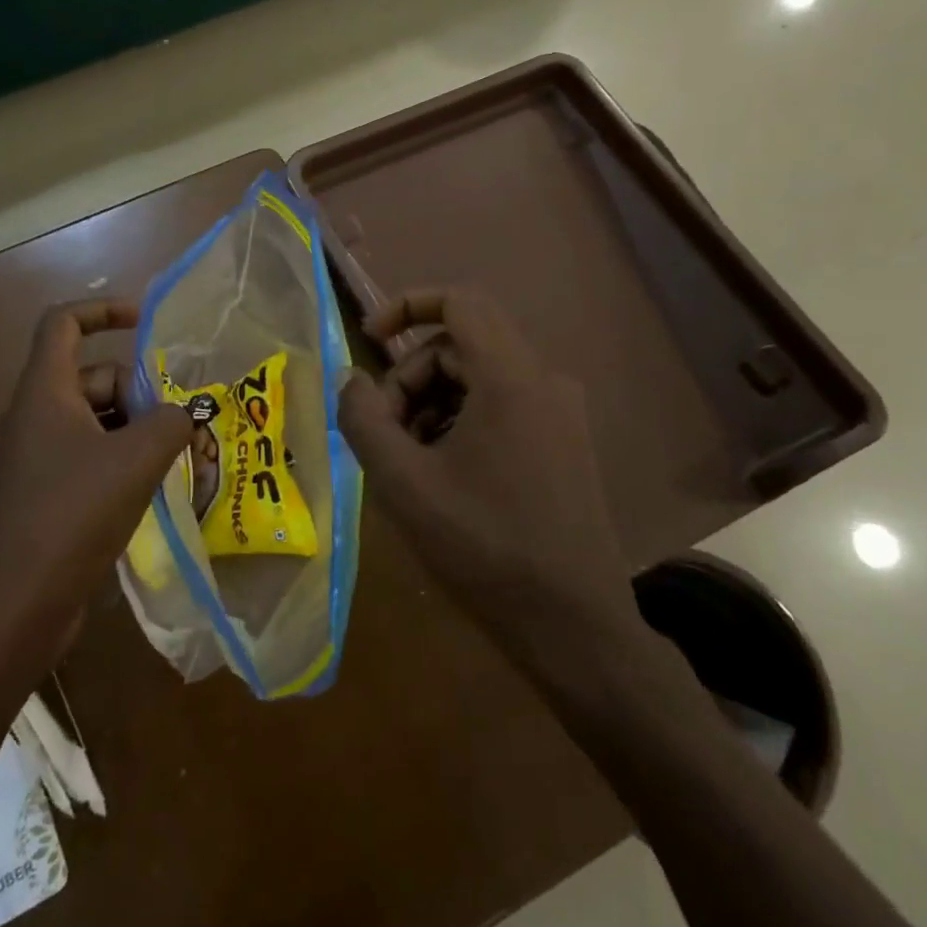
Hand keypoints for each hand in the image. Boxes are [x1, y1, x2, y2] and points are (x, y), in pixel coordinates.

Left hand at [0, 300, 191, 678]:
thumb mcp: (135, 461)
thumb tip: (184, 416)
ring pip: (96, 421)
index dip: (105, 310)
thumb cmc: (72, 516)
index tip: (147, 321)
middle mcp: (36, 417)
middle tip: (177, 424)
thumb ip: (170, 423)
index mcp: (44, 393)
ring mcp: (37, 458)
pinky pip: (89, 457)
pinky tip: (152, 488)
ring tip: (175, 458)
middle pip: (93, 377)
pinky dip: (121, 461)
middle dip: (139, 392)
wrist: (15, 608)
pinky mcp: (45, 494)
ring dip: (136, 430)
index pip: (64, 323)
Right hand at [338, 288, 642, 673]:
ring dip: (431, 404)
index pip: (458, 300)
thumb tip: (353, 381)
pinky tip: (442, 474)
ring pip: (477, 377)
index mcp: (510, 377)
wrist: (573, 626)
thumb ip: (364, 419)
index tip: (369, 339)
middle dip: (410, 376)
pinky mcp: (564, 441)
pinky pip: (500, 405)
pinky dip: (460, 421)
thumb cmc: (484, 546)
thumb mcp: (403, 482)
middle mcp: (543, 380)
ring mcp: (560, 412)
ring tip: (409, 461)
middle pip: (459, 345)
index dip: (406, 306)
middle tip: (384, 433)